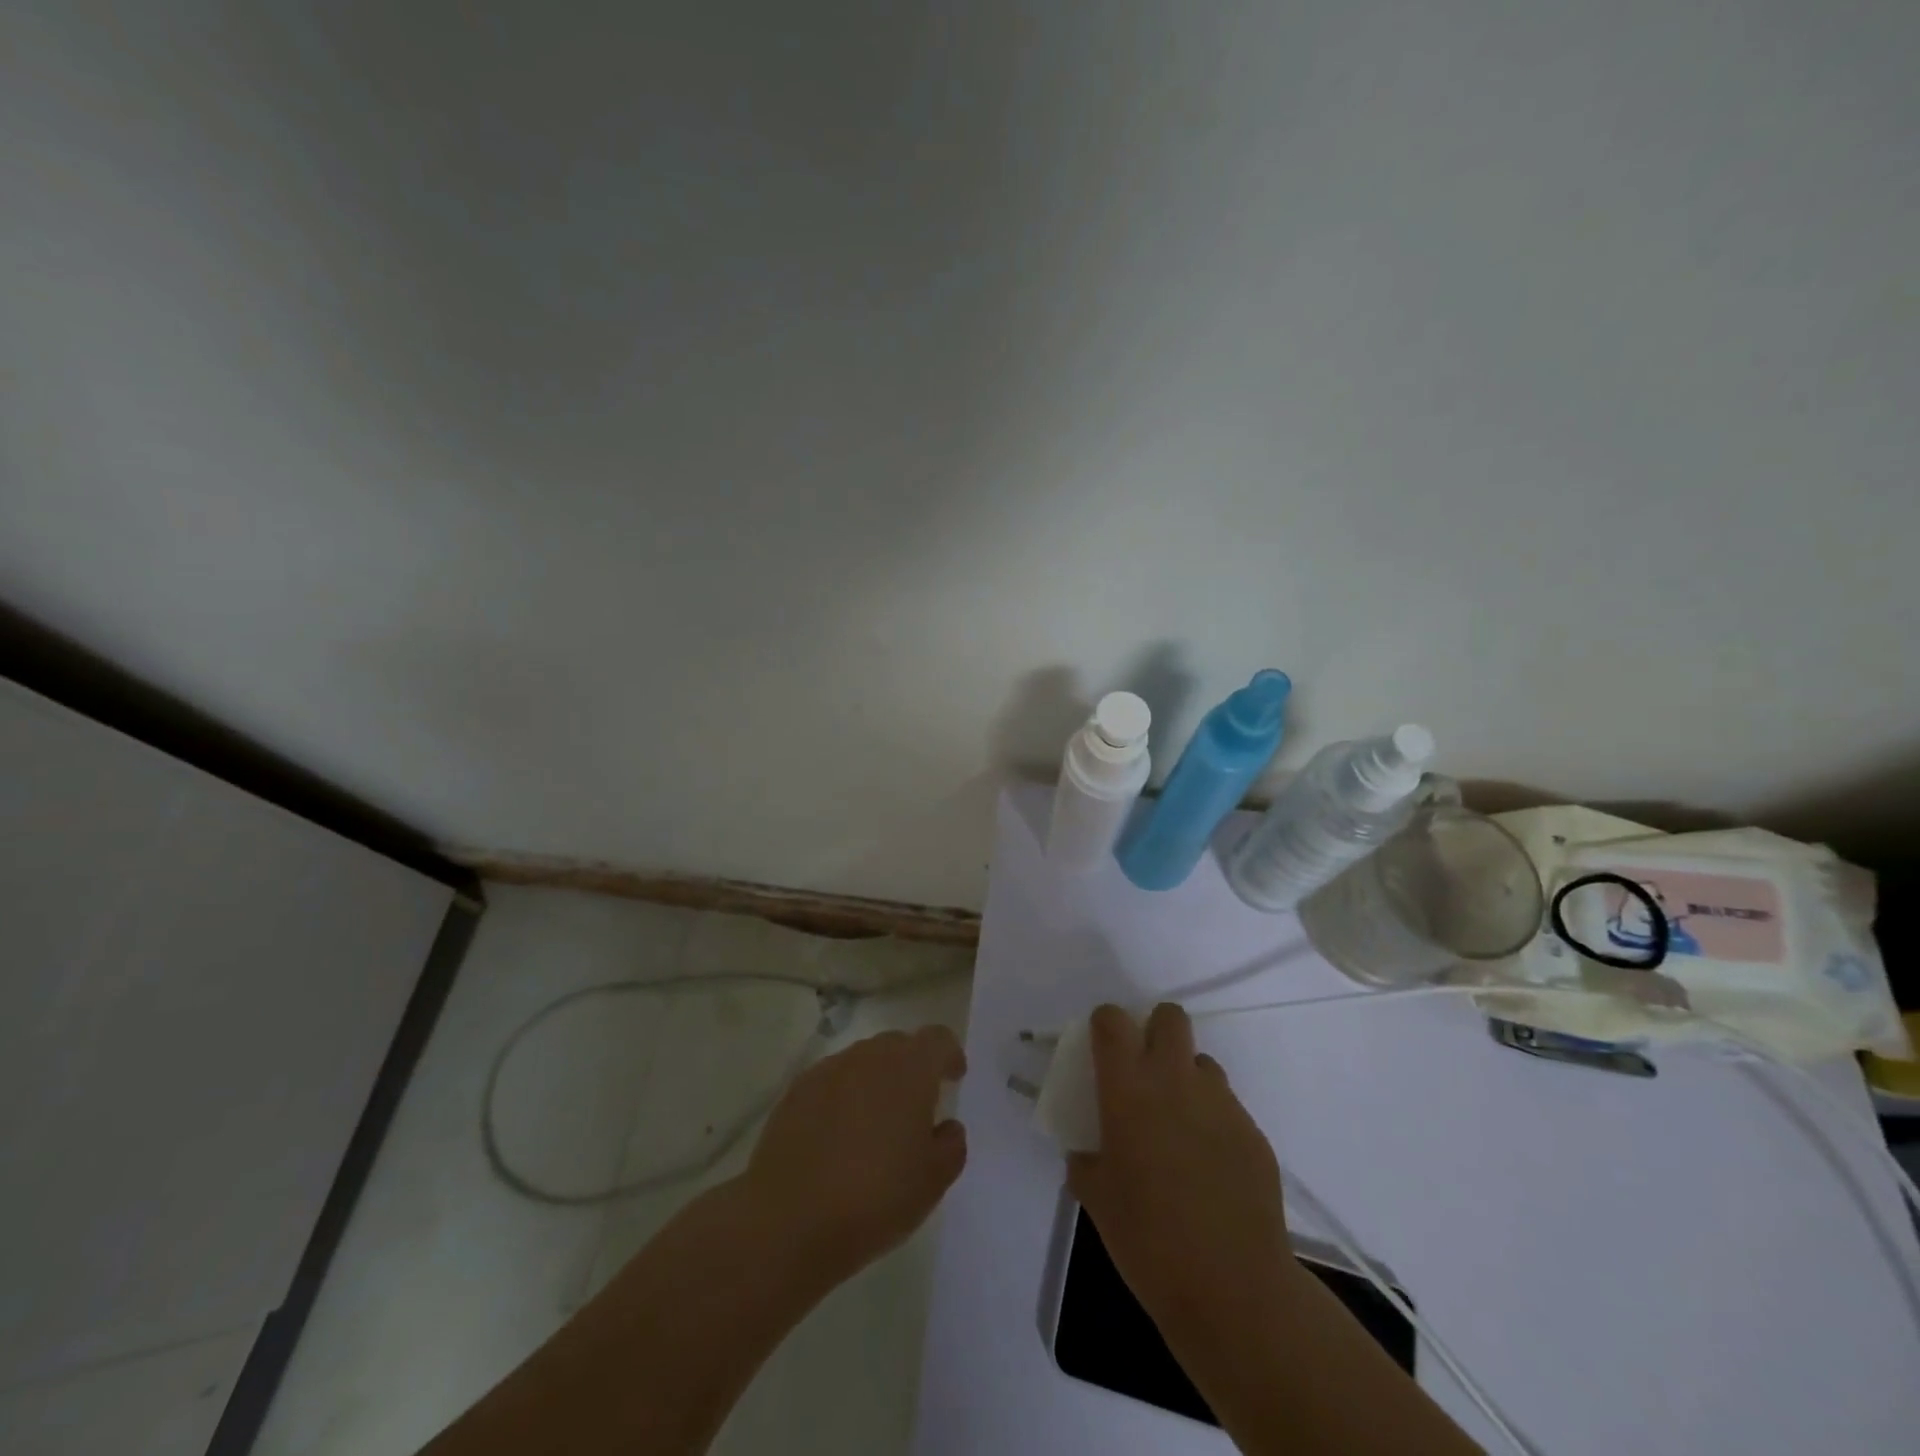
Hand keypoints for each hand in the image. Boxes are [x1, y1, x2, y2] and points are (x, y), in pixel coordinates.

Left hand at [744, 1025, 967, 1282]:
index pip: (938, 1039)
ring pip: (862, 1062)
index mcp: (910, 1069)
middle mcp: (869, 1056)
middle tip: (916, 1106)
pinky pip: (831, 1081)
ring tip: (875, 1124)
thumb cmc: (875, 1197)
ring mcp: (828, 1070)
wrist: (788, 1220)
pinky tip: (838, 1136)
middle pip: (898, 1045)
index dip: (949, 1055)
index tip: (953, 1078)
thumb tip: (945, 1126)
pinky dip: (842, 1097)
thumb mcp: (933, 1182)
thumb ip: (950, 1145)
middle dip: (911, 1067)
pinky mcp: (796, 1091)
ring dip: (875, 1081)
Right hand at [1068, 1003, 1294, 1338]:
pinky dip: (1212, 1123)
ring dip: (1186, 1080)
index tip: (1102, 1048)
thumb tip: (1087, 1152)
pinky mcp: (1253, 1133)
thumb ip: (1085, 1161)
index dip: (1105, 1024)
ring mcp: (1221, 1103)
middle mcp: (1175, 1081)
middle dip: (1155, 1031)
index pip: (1113, 1020)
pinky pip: (1227, 1108)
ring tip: (1179, 1128)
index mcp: (1128, 1088)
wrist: (1233, 1288)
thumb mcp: (1096, 1198)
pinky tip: (1209, 1169)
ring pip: (1202, 1063)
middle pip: (1169, 1017)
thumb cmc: (1148, 1240)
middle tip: (1144, 1072)